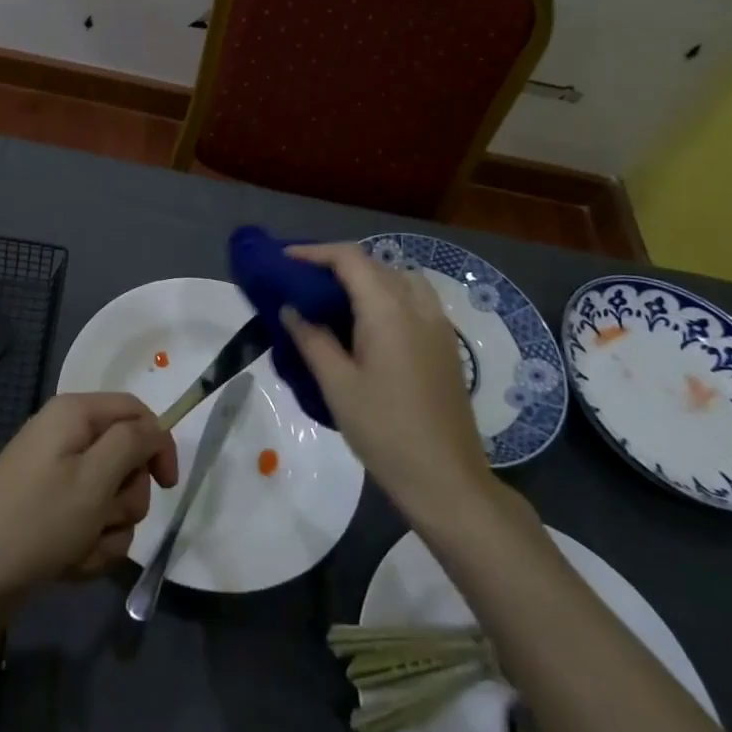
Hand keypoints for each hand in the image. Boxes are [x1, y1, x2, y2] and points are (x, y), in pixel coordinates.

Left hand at [0, 392, 177, 623]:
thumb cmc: (36, 523)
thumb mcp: (94, 479)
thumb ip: (132, 443)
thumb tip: (155, 428)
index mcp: (74, 414)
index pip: (136, 412)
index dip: (158, 445)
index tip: (167, 487)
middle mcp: (65, 437)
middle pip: (126, 458)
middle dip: (125, 498)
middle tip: (102, 518)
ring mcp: (55, 476)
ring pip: (112, 499)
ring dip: (106, 531)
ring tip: (78, 549)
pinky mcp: (49, 512)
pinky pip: (89, 524)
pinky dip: (87, 546)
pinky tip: (66, 564)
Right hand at [280, 243, 496, 523]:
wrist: (447, 480)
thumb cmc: (385, 431)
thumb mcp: (337, 385)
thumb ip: (311, 339)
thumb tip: (291, 309)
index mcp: (388, 310)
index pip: (350, 258)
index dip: (314, 252)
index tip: (284, 259)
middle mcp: (418, 306)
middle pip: (375, 264)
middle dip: (336, 264)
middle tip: (302, 281)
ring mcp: (438, 324)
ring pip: (399, 278)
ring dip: (366, 277)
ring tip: (335, 299)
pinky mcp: (446, 344)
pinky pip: (414, 299)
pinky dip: (387, 294)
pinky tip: (368, 324)